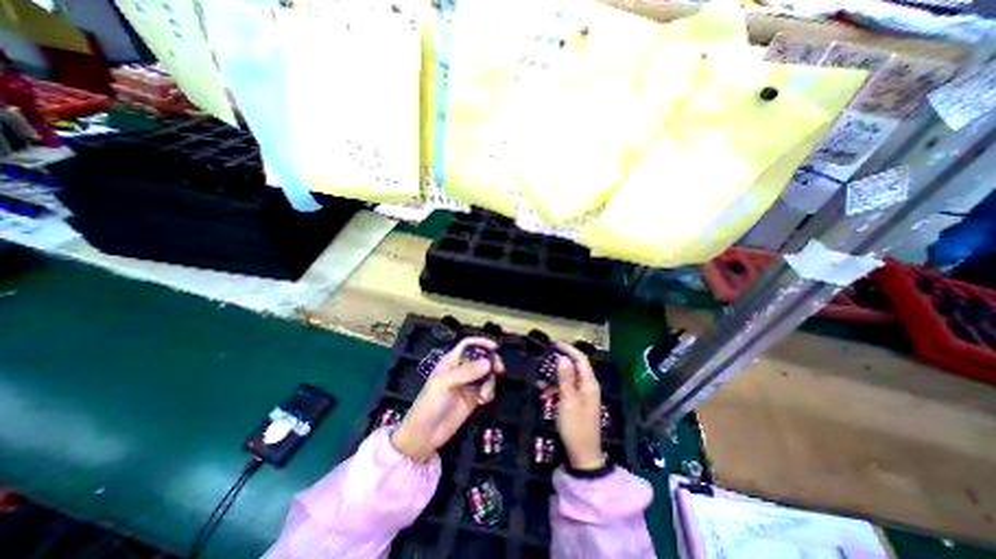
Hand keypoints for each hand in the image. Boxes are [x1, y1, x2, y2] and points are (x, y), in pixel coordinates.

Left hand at [391, 336, 506, 462]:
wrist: (425, 435)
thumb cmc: (430, 404)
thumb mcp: (445, 384)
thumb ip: (467, 372)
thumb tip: (488, 362)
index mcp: (451, 361)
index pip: (468, 345)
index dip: (481, 342)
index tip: (496, 347)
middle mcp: (461, 369)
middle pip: (481, 358)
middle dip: (492, 362)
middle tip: (499, 370)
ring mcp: (468, 384)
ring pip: (487, 374)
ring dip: (490, 382)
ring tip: (484, 395)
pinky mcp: (474, 398)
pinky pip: (488, 389)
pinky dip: (490, 393)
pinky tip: (483, 401)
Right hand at [541, 342, 602, 469]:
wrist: (583, 455)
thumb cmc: (575, 426)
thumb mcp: (568, 400)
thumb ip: (565, 378)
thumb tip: (562, 358)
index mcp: (589, 383)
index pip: (580, 359)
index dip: (567, 349)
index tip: (553, 344)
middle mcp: (588, 386)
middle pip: (574, 367)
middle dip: (558, 365)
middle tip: (543, 362)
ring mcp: (584, 395)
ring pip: (568, 379)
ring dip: (554, 380)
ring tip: (540, 385)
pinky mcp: (578, 403)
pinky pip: (566, 390)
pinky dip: (556, 390)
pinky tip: (544, 396)